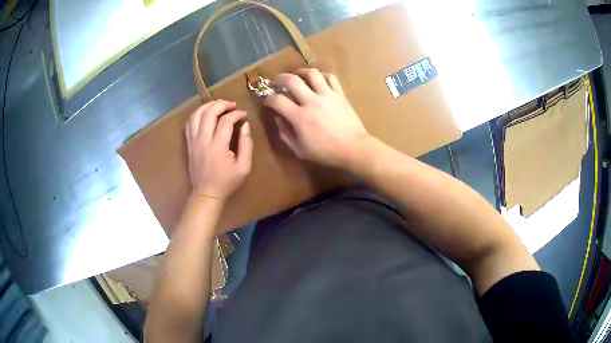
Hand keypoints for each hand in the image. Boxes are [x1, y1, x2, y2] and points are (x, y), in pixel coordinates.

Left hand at [185, 100, 252, 200]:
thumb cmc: (227, 182)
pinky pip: (189, 123)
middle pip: (209, 113)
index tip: (244, 114)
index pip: (226, 121)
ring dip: (208, 106)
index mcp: (218, 146)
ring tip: (218, 105)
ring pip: (196, 115)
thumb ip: (246, 144)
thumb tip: (245, 125)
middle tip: (232, 105)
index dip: (236, 113)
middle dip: (222, 104)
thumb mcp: (244, 167)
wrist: (206, 194)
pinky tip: (205, 113)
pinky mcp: (189, 143)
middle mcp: (203, 140)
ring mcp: (193, 141)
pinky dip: (197, 114)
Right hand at [264, 68, 368, 167]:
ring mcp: (327, 95)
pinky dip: (322, 76)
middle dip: (279, 78)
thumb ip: (285, 134)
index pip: (277, 100)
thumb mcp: (300, 150)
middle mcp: (312, 101)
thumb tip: (278, 118)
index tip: (267, 101)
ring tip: (297, 76)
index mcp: (300, 117)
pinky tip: (318, 80)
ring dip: (300, 72)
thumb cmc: (326, 152)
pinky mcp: (340, 94)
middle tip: (275, 82)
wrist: (353, 148)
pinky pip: (330, 77)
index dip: (268, 99)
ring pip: (312, 73)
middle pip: (291, 80)